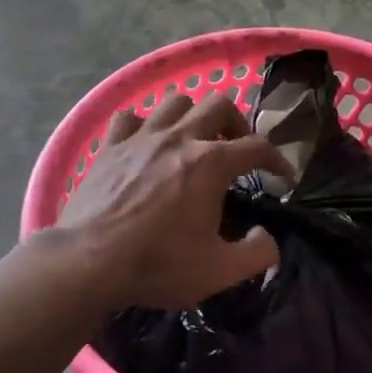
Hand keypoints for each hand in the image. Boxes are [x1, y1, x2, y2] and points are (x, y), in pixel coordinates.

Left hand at [57, 93, 292, 311]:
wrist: (88, 262)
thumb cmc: (158, 264)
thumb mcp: (220, 271)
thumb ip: (257, 253)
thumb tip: (267, 237)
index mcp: (211, 162)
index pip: (258, 146)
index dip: (278, 159)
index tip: (283, 176)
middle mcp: (179, 138)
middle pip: (219, 104)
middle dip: (237, 123)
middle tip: (237, 150)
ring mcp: (141, 137)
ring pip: (176, 101)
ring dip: (192, 116)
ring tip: (194, 141)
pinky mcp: (109, 146)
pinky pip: (131, 117)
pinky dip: (145, 125)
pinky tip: (146, 143)